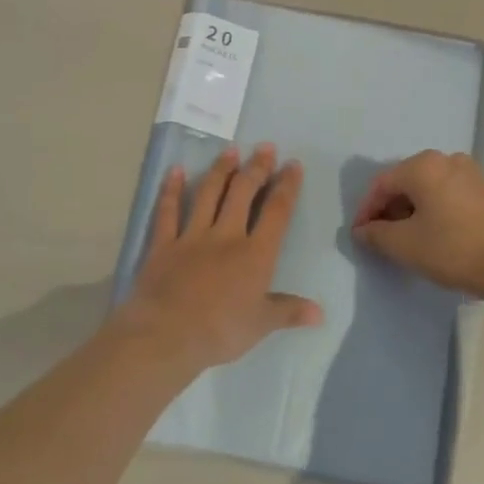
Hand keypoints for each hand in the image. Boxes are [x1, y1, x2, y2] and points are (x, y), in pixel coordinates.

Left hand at [114, 144, 321, 370]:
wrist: (166, 336)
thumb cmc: (220, 332)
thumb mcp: (261, 325)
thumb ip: (289, 311)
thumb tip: (320, 313)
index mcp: (255, 254)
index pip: (277, 212)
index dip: (286, 187)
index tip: (292, 165)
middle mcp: (226, 236)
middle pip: (243, 193)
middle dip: (256, 168)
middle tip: (265, 147)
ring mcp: (192, 237)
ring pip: (209, 195)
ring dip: (221, 170)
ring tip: (230, 150)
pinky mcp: (163, 244)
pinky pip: (168, 211)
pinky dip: (171, 190)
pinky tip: (175, 170)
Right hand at [352, 151, 483, 301]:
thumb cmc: (453, 249)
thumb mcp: (404, 245)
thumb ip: (376, 234)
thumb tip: (363, 230)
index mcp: (424, 166)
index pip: (382, 184)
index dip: (366, 209)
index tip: (360, 235)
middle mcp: (449, 160)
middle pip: (408, 182)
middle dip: (391, 209)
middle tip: (383, 236)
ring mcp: (475, 174)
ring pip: (433, 188)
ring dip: (416, 210)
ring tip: (411, 238)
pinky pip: (454, 196)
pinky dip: (440, 211)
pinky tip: (441, 236)